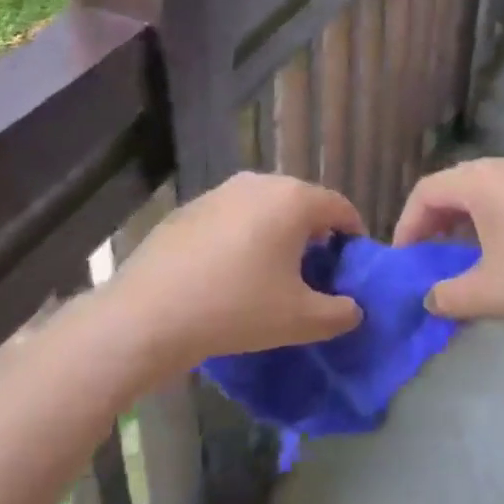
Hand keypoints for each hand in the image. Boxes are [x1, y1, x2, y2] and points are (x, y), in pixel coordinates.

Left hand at [112, 172, 364, 375]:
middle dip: (315, 232)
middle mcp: (260, 183)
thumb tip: (353, 309)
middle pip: (302, 201)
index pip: (339, 206)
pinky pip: (233, 215)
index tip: (352, 263)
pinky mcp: (192, 207)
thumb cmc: (237, 309)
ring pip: (265, 206)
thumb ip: (339, 313)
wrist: (150, 313)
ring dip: (278, 232)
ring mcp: (221, 191)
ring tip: (273, 271)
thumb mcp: (300, 320)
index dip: (353, 234)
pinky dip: (244, 235)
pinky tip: (232, 270)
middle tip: (316, 270)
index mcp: (293, 199)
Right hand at [394, 157, 503, 328]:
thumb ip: (448, 296)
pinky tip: (496, 251)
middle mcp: (502, 167)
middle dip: (432, 221)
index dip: (406, 225)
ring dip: (460, 221)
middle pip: (451, 187)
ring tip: (457, 256)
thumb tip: (430, 299)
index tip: (403, 260)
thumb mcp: (488, 293)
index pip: (426, 192)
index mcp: (479, 180)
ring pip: (480, 191)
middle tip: (425, 256)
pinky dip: (487, 219)